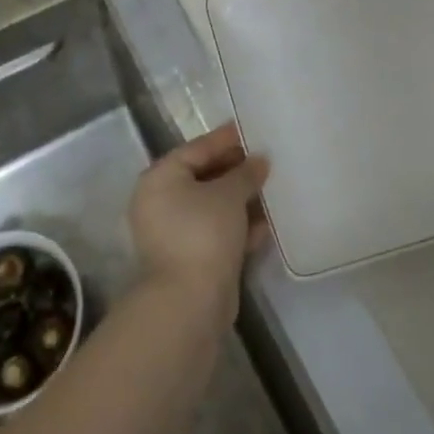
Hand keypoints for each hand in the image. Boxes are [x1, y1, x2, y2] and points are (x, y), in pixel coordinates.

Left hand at [129, 123, 269, 322]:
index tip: (252, 130)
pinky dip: (239, 226)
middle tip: (268, 160)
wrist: (190, 302)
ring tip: (273, 188)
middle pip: (204, 176)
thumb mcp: (228, 195)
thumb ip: (246, 173)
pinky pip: (217, 231)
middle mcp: (161, 201)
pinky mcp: (191, 257)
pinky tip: (267, 223)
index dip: (226, 139)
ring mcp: (174, 232)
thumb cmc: (203, 233)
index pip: (197, 148)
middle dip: (237, 171)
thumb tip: (259, 160)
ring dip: (241, 199)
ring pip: (213, 206)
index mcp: (160, 178)